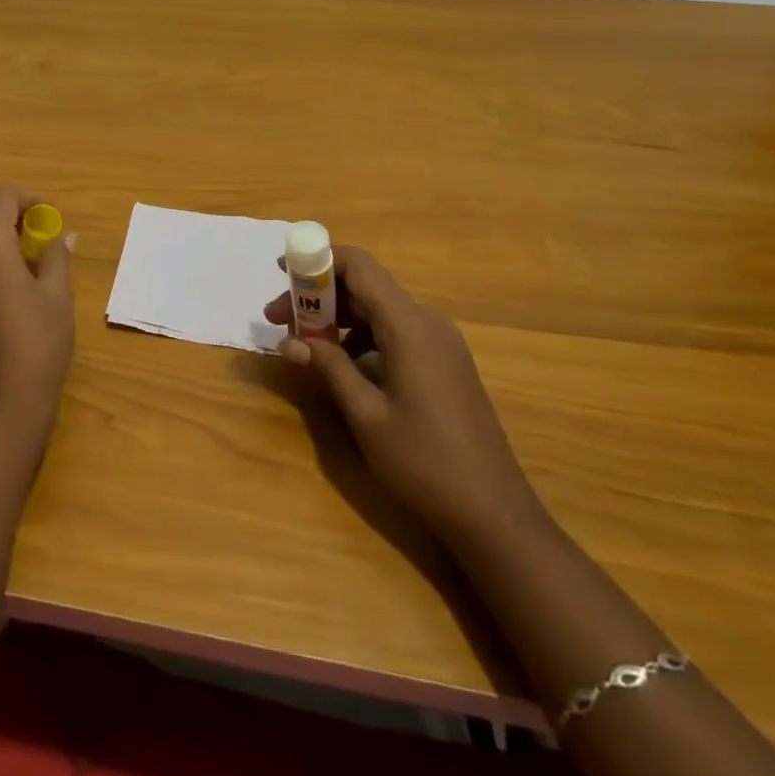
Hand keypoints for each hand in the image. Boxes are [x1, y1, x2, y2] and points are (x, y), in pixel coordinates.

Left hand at [0, 187, 75, 441]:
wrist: (0, 412)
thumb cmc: (38, 345)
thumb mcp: (58, 297)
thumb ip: (57, 258)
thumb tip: (63, 236)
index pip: (1, 198)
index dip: (28, 199)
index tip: (48, 217)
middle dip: (11, 227)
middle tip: (40, 248)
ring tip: (19, 278)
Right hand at [264, 247, 540, 546]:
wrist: (495, 515)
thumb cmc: (425, 463)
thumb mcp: (366, 415)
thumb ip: (328, 367)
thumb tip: (289, 341)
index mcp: (410, 327)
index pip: (359, 267)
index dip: (317, 260)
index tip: (281, 272)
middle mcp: (428, 323)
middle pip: (365, 287)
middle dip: (318, 296)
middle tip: (279, 320)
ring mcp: (441, 343)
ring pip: (379, 309)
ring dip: (337, 317)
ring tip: (302, 343)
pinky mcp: (445, 363)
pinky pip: (395, 331)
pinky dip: (362, 335)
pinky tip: (341, 364)